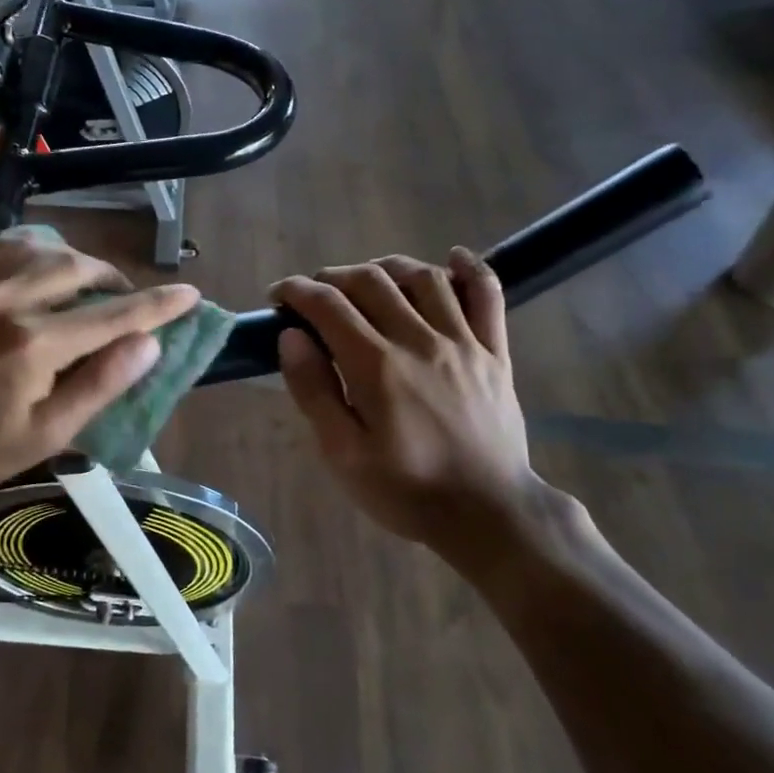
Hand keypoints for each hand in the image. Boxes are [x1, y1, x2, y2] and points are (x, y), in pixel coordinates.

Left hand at [0, 234, 198, 496]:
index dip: (158, 304)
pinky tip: (31, 265)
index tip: (189, 293)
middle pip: (76, 267)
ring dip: (70, 257)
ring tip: (80, 280)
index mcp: (35, 344)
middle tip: (122, 298)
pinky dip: (25, 249)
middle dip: (111, 278)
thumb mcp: (47, 434)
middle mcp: (5, 302)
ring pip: (35, 246)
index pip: (113, 314)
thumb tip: (148, 344)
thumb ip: (100, 384)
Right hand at [272, 249, 536, 556]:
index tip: (278, 296)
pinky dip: (470, 269)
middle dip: (333, 277)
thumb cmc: (406, 490)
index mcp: (376, 366)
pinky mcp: (495, 352)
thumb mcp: (342, 455)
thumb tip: (291, 337)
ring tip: (367, 281)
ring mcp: (463, 342)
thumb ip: (314, 391)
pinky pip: (488, 295)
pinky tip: (451, 258)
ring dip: (387, 267)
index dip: (296, 291)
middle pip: (371, 281)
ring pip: (423, 278)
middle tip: (315, 295)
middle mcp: (419, 340)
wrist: (489, 514)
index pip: (328, 305)